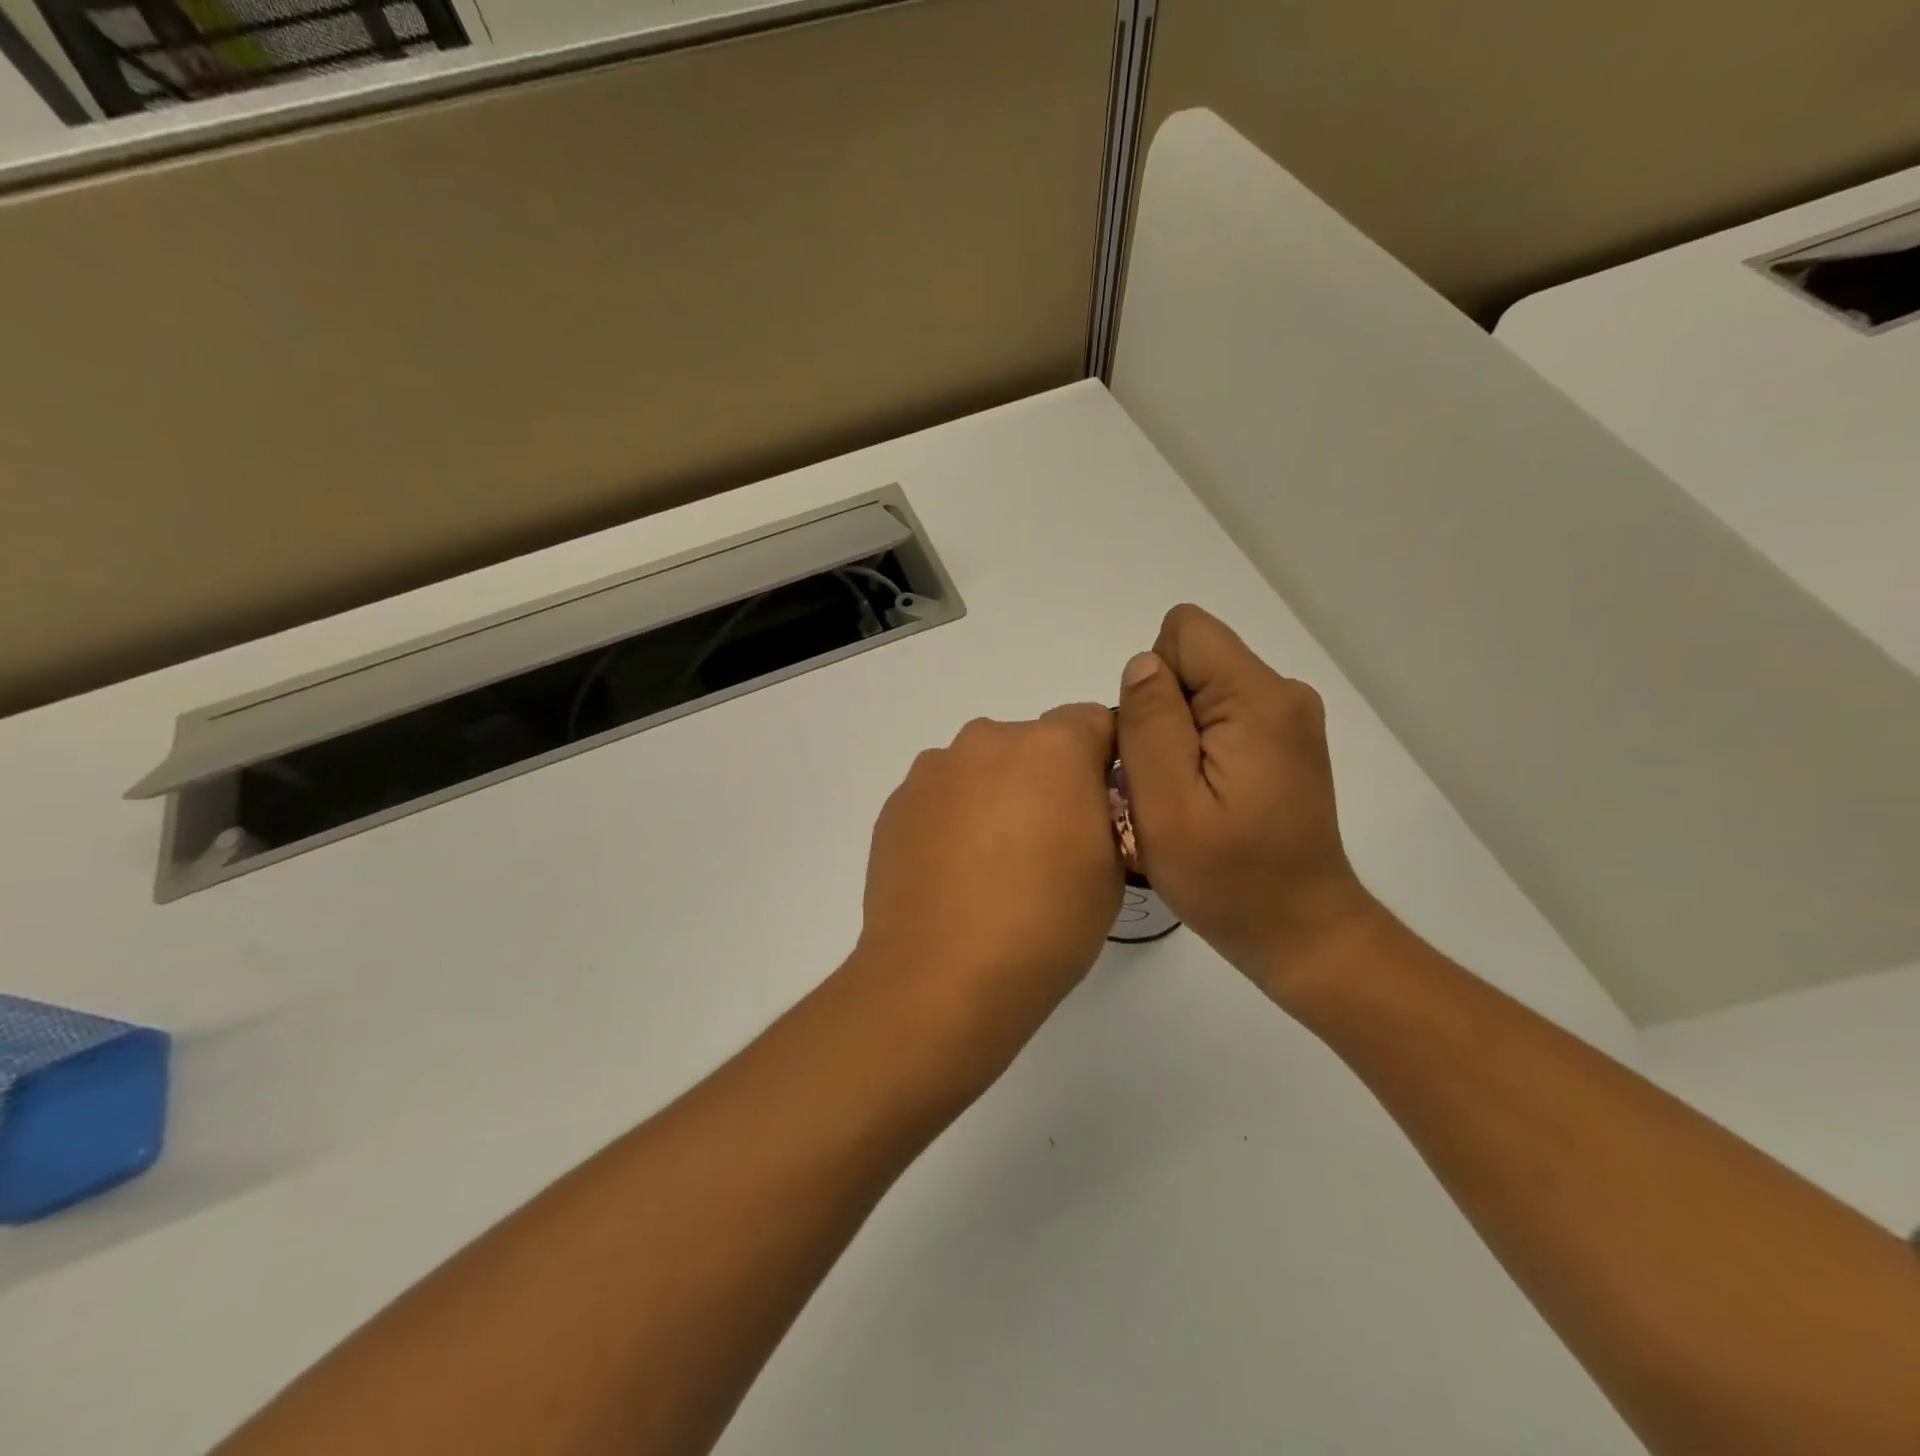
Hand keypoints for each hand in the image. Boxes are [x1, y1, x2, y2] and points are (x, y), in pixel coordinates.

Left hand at [853, 705, 1122, 1073]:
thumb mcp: (1112, 867)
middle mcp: (987, 740)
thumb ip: (1106, 811)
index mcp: (1051, 746)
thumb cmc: (1046, 922)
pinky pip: (940, 797)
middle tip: (1046, 844)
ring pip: (980, 769)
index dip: (1104, 759)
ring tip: (991, 866)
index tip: (1101, 805)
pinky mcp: (895, 804)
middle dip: (1045, 778)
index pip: (1093, 720)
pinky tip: (952, 876)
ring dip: (994, 796)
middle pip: (1030, 743)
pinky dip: (952, 820)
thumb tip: (1085, 799)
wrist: (942, 977)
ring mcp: (933, 771)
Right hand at [1116, 605, 1377, 999]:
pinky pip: (1221, 717)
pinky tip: (1206, 800)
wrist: (1301, 930)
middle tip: (1165, 785)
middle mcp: (1282, 693)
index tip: (1157, 747)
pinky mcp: (1285, 743)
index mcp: (1257, 699)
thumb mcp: (1167, 806)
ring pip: (1201, 691)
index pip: (1183, 632)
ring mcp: (1289, 719)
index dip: (1153, 683)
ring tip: (1185, 798)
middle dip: (1161, 713)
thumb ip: (1149, 725)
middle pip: (1192, 660)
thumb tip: (1142, 664)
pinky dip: (1198, 750)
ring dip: (1176, 736)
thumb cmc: (1228, 878)